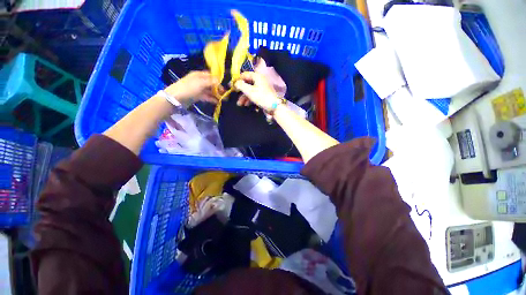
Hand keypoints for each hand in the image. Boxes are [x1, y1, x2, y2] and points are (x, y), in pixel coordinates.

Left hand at [164, 71, 220, 103]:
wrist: (177, 98)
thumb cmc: (189, 88)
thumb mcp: (201, 83)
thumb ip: (211, 81)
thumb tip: (220, 80)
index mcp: (199, 75)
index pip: (211, 75)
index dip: (218, 80)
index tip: (224, 86)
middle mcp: (199, 81)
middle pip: (211, 84)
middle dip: (218, 88)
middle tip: (225, 94)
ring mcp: (199, 89)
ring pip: (210, 91)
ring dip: (216, 94)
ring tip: (223, 99)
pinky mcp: (198, 96)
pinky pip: (207, 97)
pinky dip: (212, 99)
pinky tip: (218, 102)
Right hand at [234, 72, 280, 111]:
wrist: (274, 107)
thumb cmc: (261, 97)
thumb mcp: (249, 91)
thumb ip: (241, 85)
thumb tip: (235, 82)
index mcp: (257, 76)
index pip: (244, 75)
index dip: (237, 79)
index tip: (231, 85)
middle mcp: (259, 80)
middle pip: (247, 83)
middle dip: (240, 90)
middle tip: (234, 94)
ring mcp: (262, 88)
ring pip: (250, 90)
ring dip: (244, 97)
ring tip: (239, 104)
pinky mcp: (263, 95)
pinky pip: (254, 95)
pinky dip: (249, 99)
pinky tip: (246, 105)